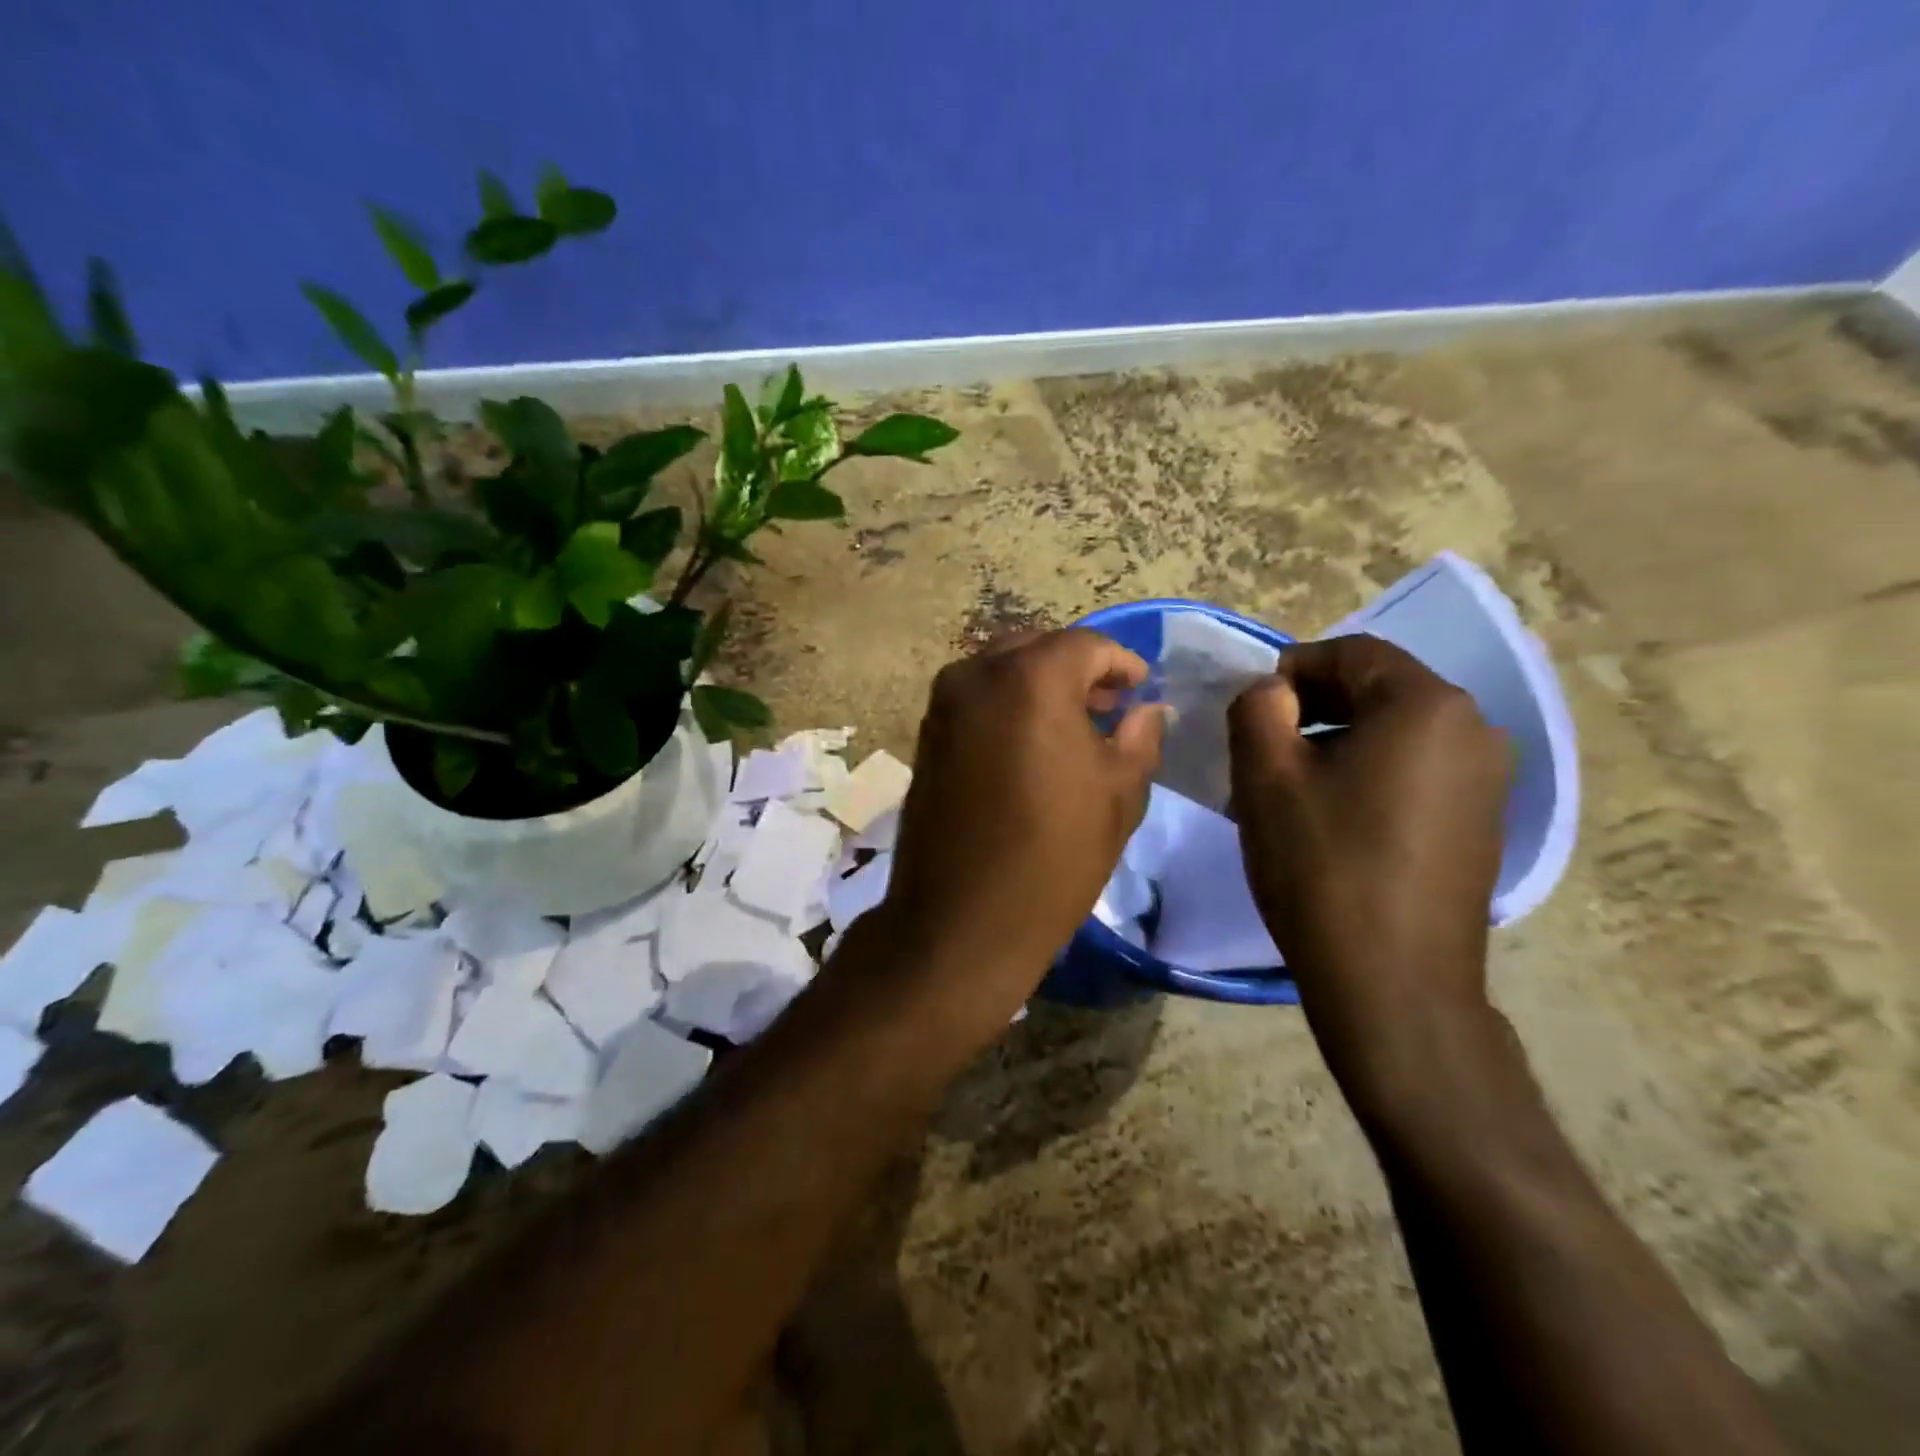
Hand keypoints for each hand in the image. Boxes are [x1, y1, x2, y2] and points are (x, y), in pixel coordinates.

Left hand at [874, 630, 1165, 1027]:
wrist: (962, 919)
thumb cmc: (1054, 856)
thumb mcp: (1118, 795)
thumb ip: (1139, 737)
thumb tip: (1147, 710)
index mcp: (1031, 678)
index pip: (1086, 645)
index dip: (1120, 663)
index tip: (1140, 689)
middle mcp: (978, 675)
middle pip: (1038, 648)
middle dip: (1077, 669)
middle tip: (1109, 705)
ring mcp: (944, 704)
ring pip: (1002, 670)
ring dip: (1039, 684)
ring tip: (1073, 725)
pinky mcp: (926, 734)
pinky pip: (976, 698)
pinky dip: (1007, 703)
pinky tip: (1030, 742)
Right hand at [1228, 635, 1509, 1109]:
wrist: (1394, 983)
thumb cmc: (1322, 866)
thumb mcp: (1266, 776)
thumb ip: (1257, 709)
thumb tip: (1272, 691)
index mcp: (1427, 705)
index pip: (1352, 653)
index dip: (1292, 668)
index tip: (1251, 709)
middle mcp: (1474, 730)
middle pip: (1379, 690)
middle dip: (1314, 706)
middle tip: (1263, 746)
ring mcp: (1487, 781)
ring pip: (1397, 733)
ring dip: (1338, 742)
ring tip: (1291, 786)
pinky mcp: (1481, 824)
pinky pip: (1416, 772)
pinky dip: (1369, 775)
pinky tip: (1334, 820)